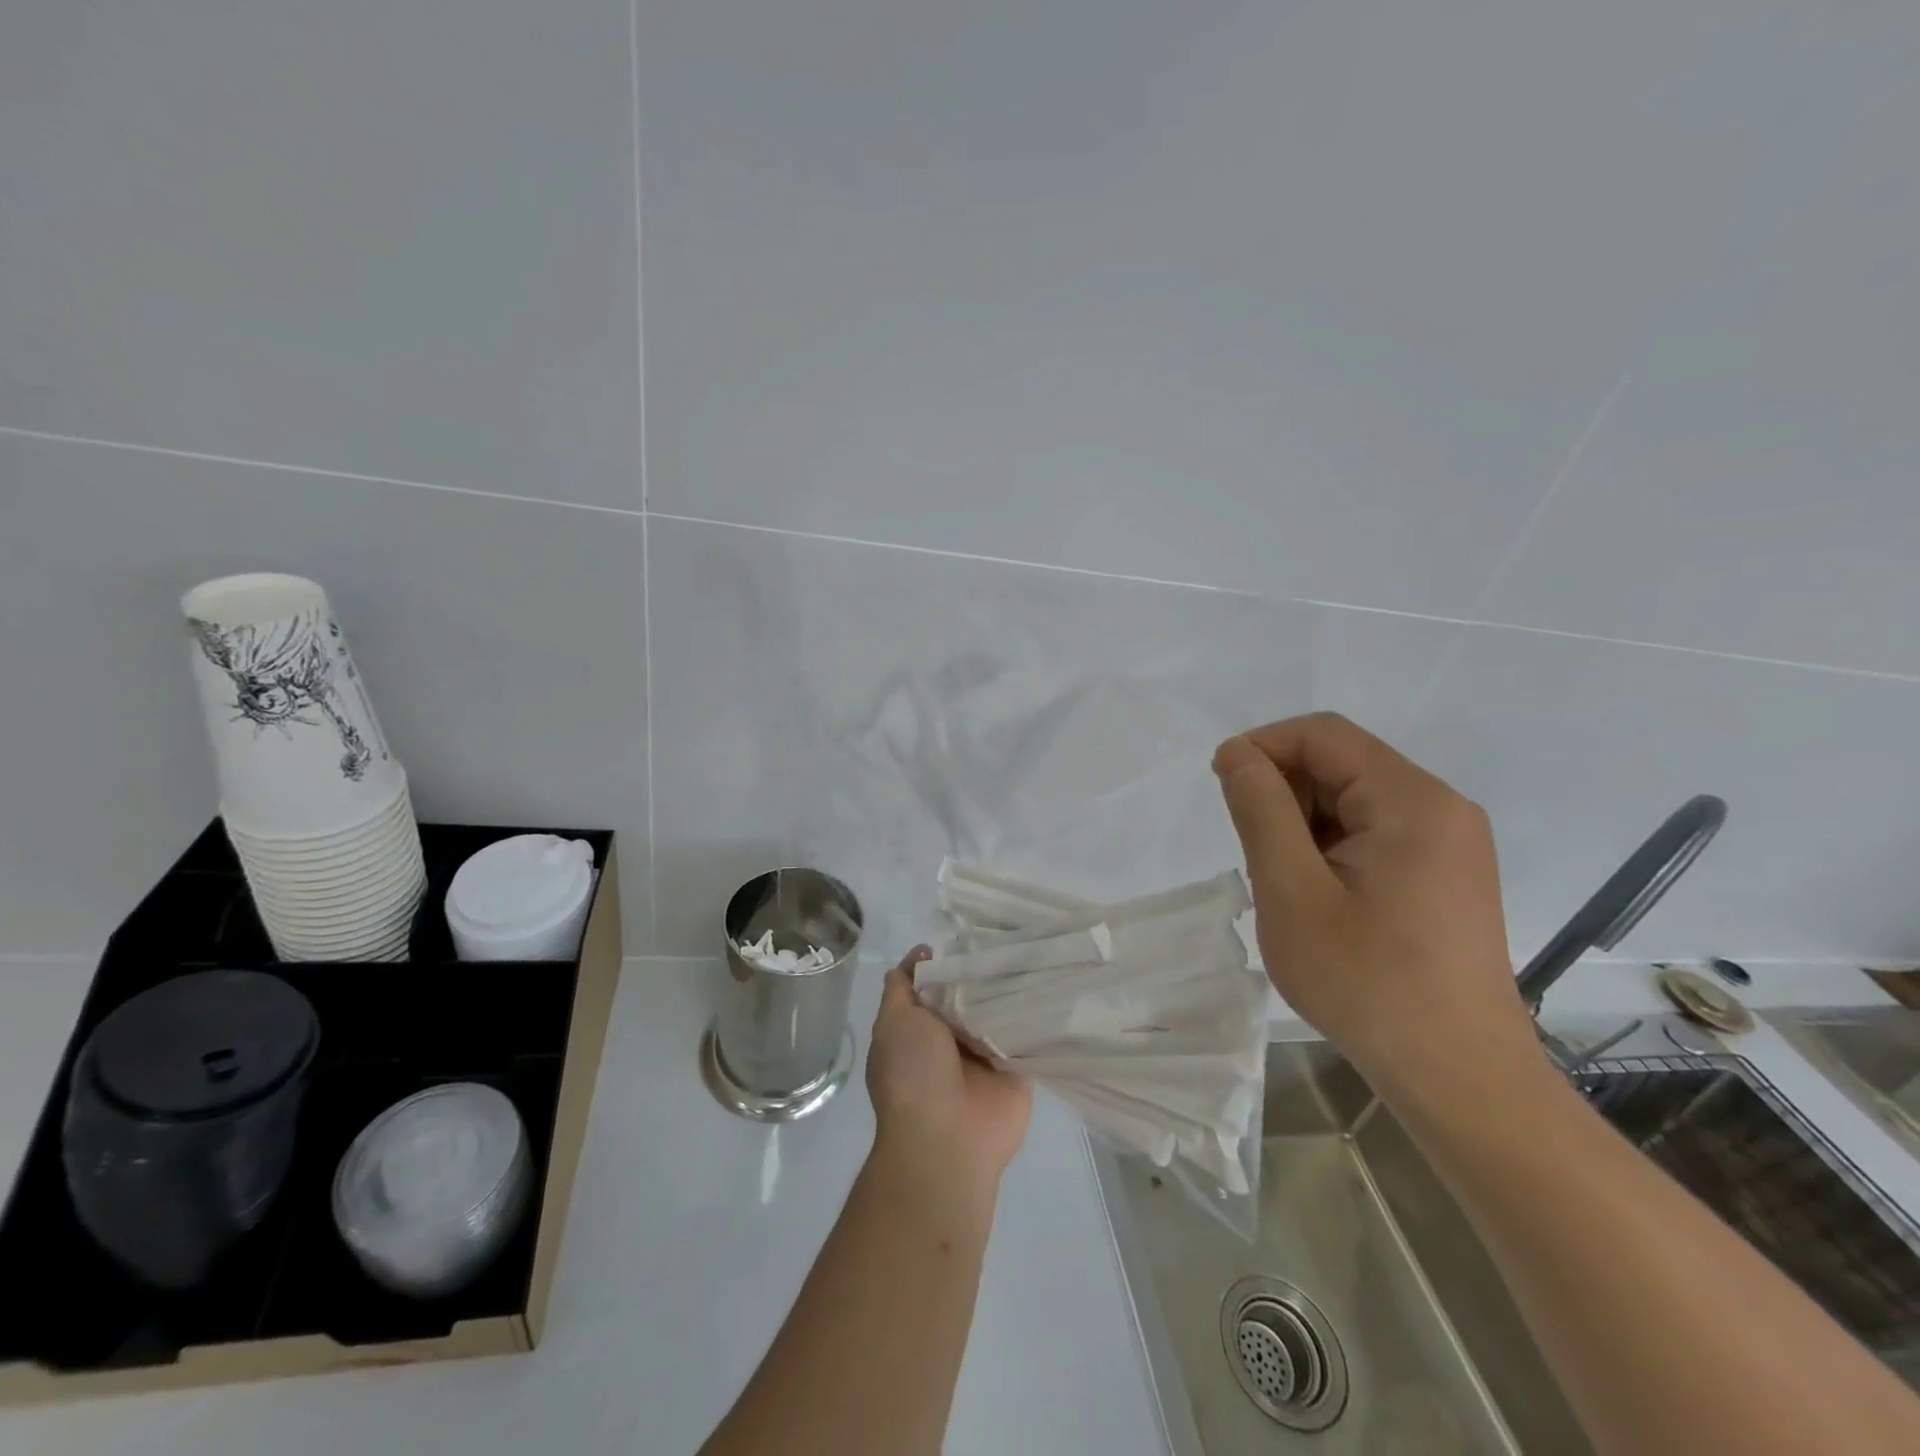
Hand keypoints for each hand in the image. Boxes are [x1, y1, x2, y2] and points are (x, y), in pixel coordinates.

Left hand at [866, 948, 1032, 1197]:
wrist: (946, 1139)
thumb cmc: (912, 1073)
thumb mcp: (893, 1021)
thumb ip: (902, 988)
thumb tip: (919, 955)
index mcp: (918, 1027)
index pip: (933, 983)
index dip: (945, 959)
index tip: (968, 934)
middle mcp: (951, 1038)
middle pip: (968, 993)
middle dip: (981, 970)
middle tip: (1008, 937)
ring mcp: (985, 1053)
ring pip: (998, 1009)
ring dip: (1011, 988)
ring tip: (1034, 951)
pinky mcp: (1016, 1067)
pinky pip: (1026, 1033)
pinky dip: (1035, 1012)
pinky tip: (1052, 981)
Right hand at [1211, 712, 1537, 1096]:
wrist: (1459, 1077)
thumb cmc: (1367, 982)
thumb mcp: (1292, 890)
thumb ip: (1260, 810)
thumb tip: (1236, 753)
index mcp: (1411, 801)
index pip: (1323, 735)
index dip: (1263, 747)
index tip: (1221, 788)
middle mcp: (1440, 807)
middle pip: (1342, 763)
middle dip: (1284, 790)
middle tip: (1253, 851)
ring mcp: (1450, 842)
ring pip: (1354, 799)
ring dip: (1304, 821)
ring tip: (1284, 881)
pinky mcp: (1446, 873)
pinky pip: (1375, 831)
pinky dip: (1331, 845)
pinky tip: (1317, 894)